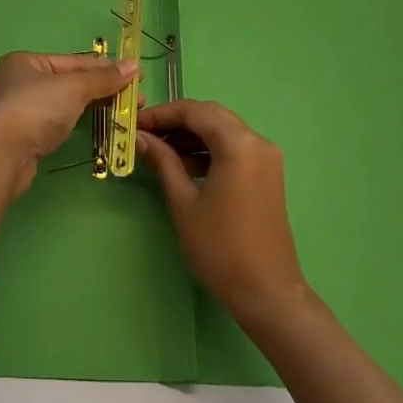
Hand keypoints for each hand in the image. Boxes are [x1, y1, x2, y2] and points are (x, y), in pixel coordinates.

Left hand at [0, 52, 137, 200]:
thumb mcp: (73, 87)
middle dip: (104, 89)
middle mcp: (21, 82)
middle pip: (70, 82)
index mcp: (26, 61)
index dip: (106, 68)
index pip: (74, 61)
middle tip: (137, 99)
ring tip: (125, 112)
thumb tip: (134, 65)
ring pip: (66, 104)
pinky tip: (99, 125)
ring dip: (95, 106)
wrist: (0, 156)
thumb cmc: (35, 109)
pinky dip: (80, 122)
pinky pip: (60, 123)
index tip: (137, 75)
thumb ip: (103, 78)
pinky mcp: (26, 137)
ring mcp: (22, 111)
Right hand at [138, 100, 308, 327]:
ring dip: (192, 135)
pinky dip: (208, 149)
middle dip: (176, 121)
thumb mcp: (184, 202)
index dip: (162, 113)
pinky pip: (234, 148)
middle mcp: (257, 141)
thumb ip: (163, 162)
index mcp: (239, 144)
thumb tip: (140, 138)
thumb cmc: (220, 247)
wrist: (266, 291)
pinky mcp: (267, 173)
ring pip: (223, 130)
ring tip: (159, 150)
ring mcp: (266, 157)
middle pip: (211, 115)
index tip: (135, 123)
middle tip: (146, 134)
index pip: (195, 111)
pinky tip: (184, 164)